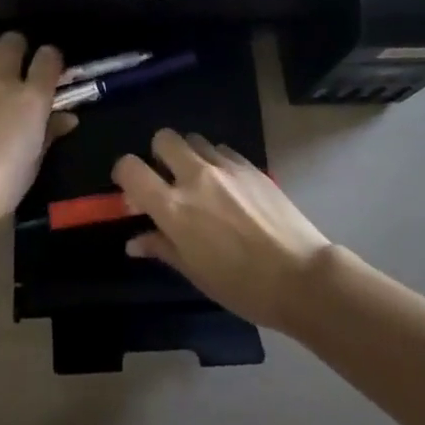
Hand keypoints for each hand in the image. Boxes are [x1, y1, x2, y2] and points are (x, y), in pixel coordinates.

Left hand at [0, 33, 75, 231]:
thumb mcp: (34, 163)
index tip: (51, 70)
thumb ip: (49, 133)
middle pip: (12, 42)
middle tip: (19, 65)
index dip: (52, 59)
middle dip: (18, 47)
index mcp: (32, 97)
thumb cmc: (1, 185)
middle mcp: (3, 81)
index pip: (49, 56)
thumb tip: (66, 118)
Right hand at [113, 129, 331, 332]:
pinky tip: (228, 187)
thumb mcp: (195, 272)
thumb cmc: (241, 286)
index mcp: (174, 207)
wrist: (300, 276)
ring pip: (195, 140)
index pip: (131, 168)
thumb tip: (135, 240)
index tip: (131, 189)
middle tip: (167, 180)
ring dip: (189, 156)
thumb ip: (162, 247)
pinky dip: (217, 162)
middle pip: (164, 138)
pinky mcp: (250, 165)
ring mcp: (225, 167)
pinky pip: (222, 150)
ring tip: (200, 183)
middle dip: (158, 154)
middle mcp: (195, 177)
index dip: (124, 173)